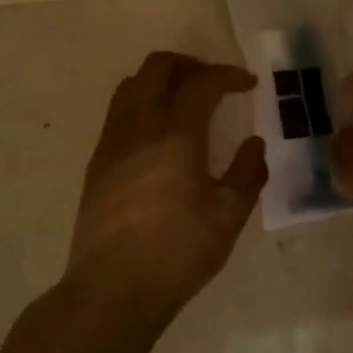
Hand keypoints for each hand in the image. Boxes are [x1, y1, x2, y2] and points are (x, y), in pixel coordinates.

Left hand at [63, 52, 267, 313]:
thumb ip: (247, 173)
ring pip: (130, 86)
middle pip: (157, 68)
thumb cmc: (177, 252)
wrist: (112, 287)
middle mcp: (138, 127)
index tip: (248, 83)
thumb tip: (255, 145)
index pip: (201, 83)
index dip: (228, 75)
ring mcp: (111, 143)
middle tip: (214, 81)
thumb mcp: (228, 217)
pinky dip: (141, 104)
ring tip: (184, 100)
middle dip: (189, 64)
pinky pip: (118, 113)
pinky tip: (158, 135)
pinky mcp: (96, 163)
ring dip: (160, 81)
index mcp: (174, 135)